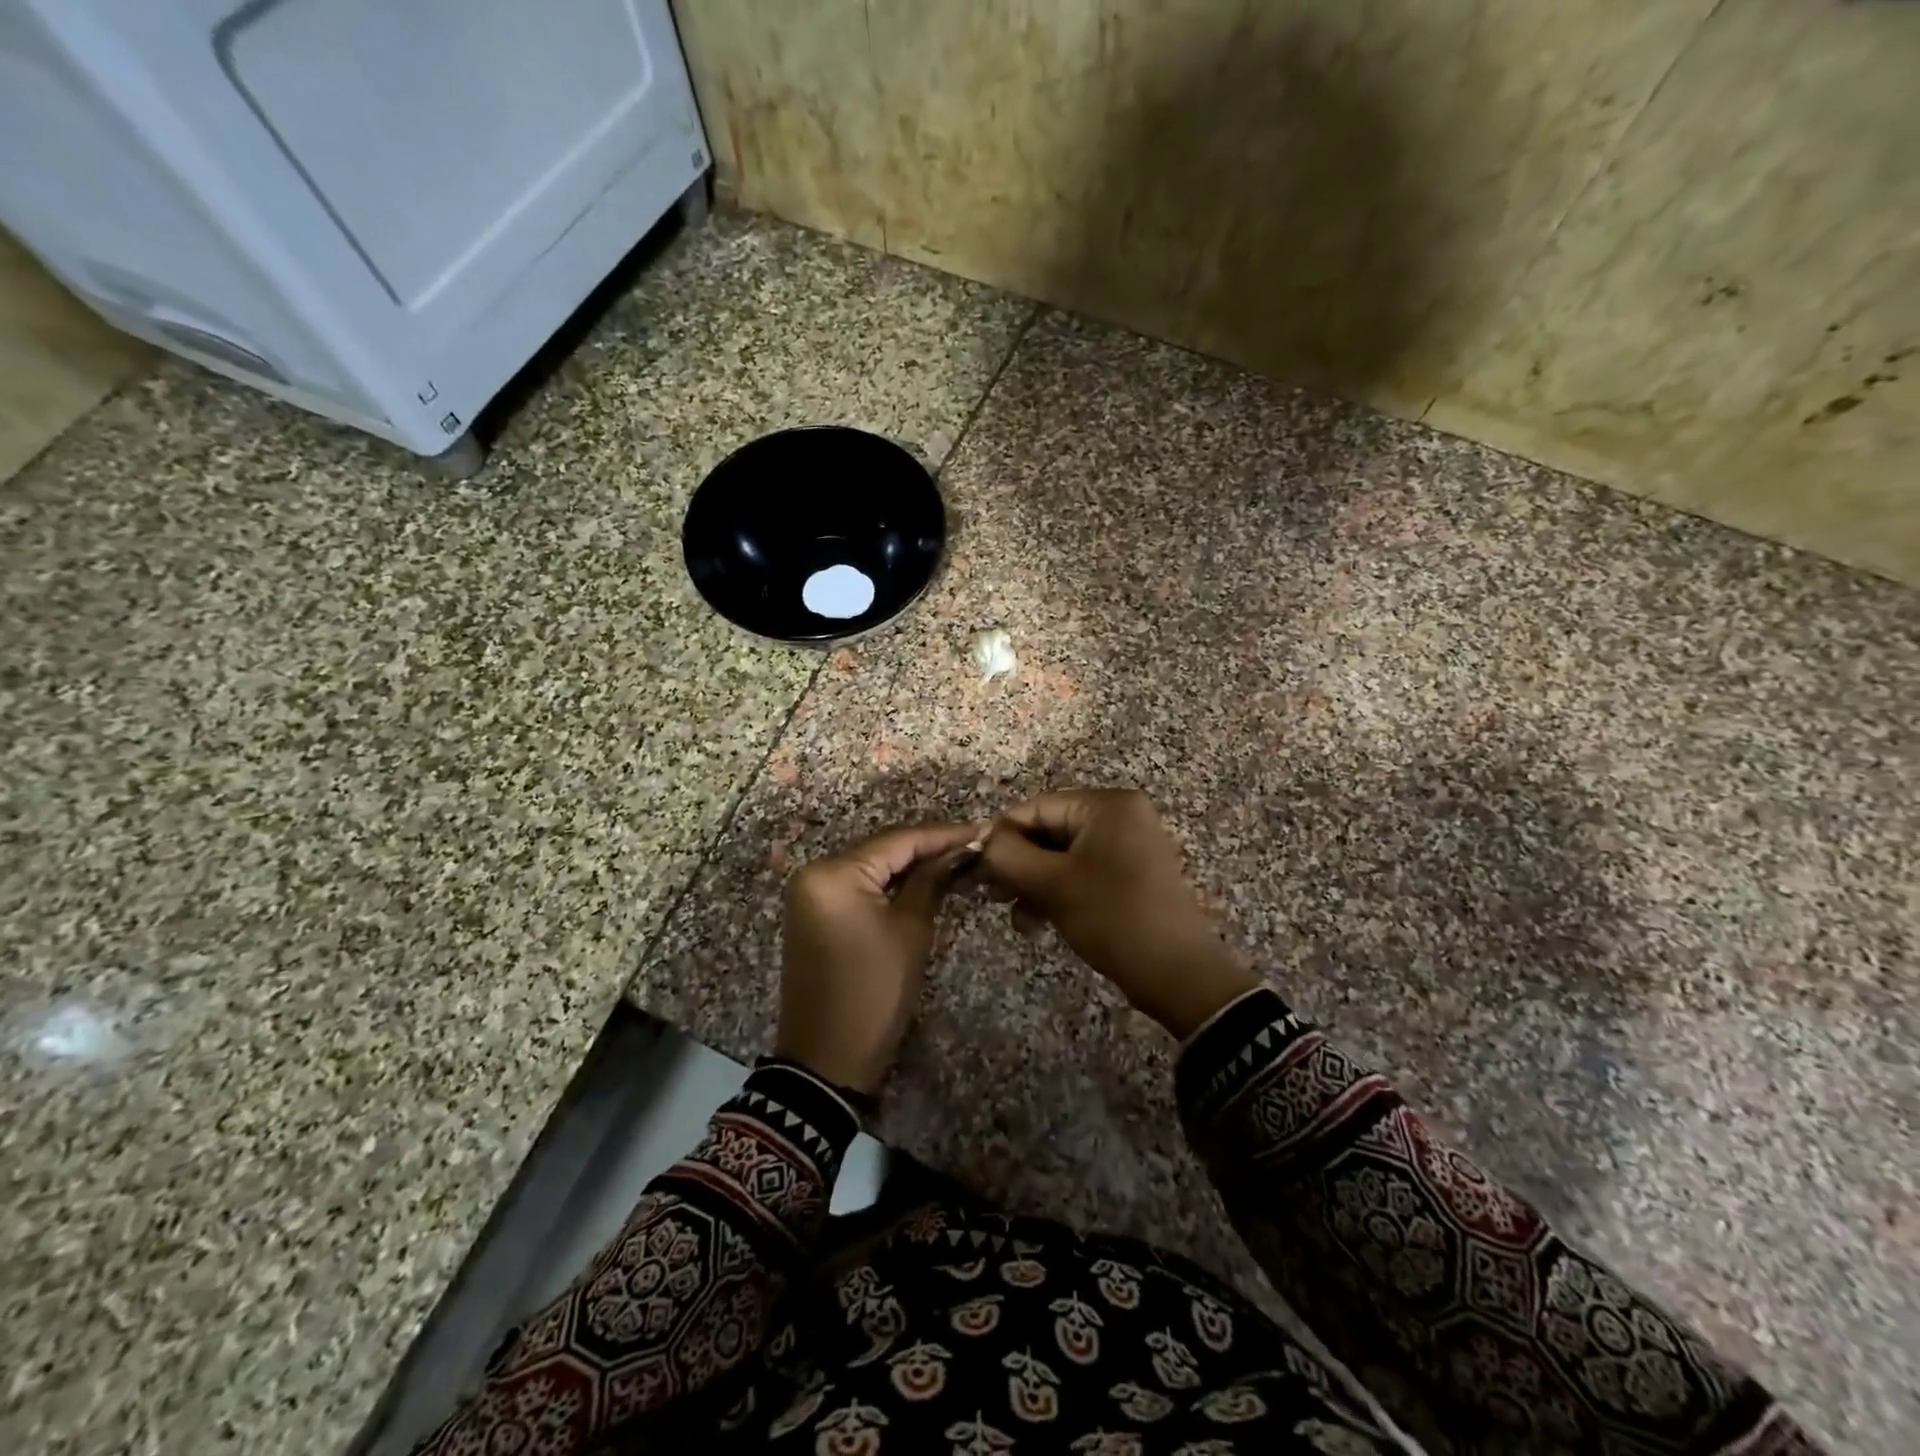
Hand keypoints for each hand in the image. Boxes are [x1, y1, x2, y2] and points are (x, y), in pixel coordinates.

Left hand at [777, 822, 980, 1095]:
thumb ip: (932, 881)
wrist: (827, 1060)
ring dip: (911, 865)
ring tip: (958, 859)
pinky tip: (924, 880)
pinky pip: (858, 886)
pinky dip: (890, 884)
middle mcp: (815, 873)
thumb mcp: (910, 932)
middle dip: (928, 847)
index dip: (943, 835)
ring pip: (871, 866)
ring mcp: (810, 893)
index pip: (898, 840)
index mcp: (834, 873)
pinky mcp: (814, 913)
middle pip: (882, 849)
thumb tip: (960, 850)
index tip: (983, 831)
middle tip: (974, 845)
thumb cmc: (874, 993)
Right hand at [978, 789, 1258, 1038]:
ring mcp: (1128, 845)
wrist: (1178, 974)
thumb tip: (983, 840)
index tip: (975, 868)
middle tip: (991, 895)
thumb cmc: (1113, 917)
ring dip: (1034, 883)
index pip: (1037, 807)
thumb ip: (1008, 855)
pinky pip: (1081, 872)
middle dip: (1018, 864)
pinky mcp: (1130, 874)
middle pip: (1049, 830)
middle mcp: (1120, 816)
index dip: (1002, 836)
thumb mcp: (1052, 884)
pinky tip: (1037, 922)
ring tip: (1017, 917)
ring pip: (1062, 856)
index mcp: (1107, 805)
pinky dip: (1057, 892)